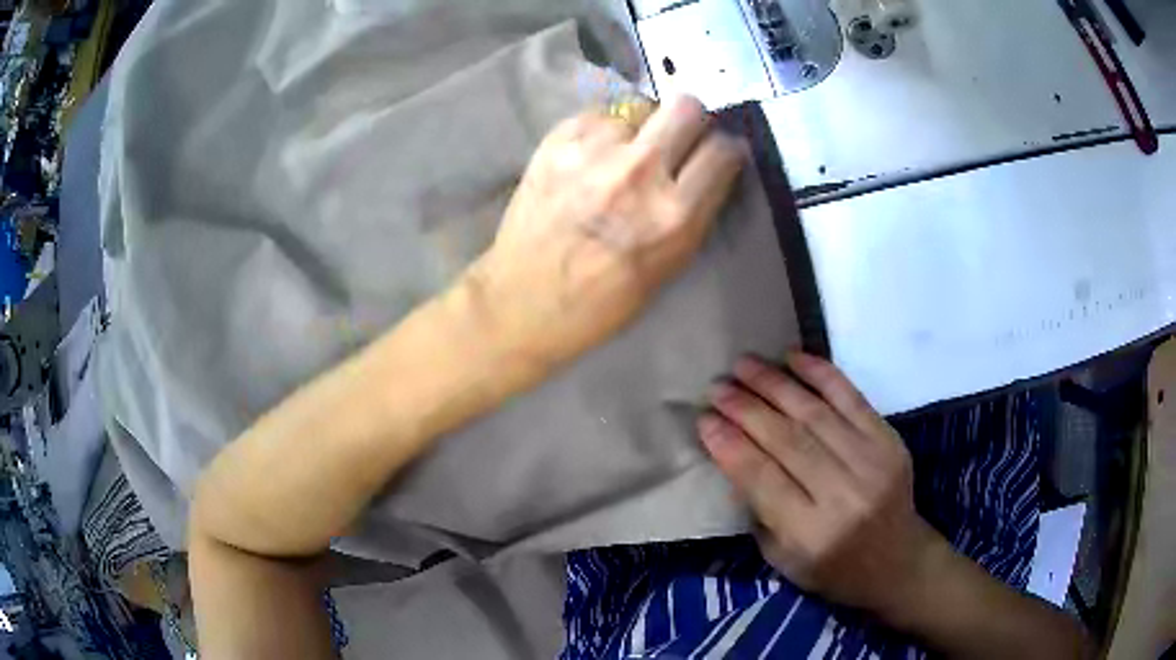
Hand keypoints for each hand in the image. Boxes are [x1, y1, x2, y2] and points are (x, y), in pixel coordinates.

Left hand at [464, 96, 744, 372]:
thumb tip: (708, 169)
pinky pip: (598, 114)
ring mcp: (594, 151)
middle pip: (686, 106)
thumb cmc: (600, 302)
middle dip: (690, 120)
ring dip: (640, 127)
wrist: (521, 300)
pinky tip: (590, 157)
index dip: (725, 150)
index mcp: (673, 215)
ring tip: (622, 155)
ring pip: (639, 105)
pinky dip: (602, 130)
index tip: (715, 155)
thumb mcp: (668, 268)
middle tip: (677, 139)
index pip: (723, 151)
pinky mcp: (557, 140)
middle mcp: (639, 171)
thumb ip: (693, 213)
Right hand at [698, 353, 945, 620]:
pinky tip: (793, 357)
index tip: (704, 419)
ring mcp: (871, 462)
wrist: (896, 560)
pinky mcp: (889, 440)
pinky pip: (851, 398)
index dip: (730, 445)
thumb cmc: (832, 568)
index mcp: (811, 533)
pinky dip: (821, 374)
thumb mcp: (783, 559)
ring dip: (775, 384)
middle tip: (718, 387)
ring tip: (745, 364)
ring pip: (815, 413)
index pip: (762, 478)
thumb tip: (735, 453)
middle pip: (787, 440)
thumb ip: (759, 510)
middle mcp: (843, 494)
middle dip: (746, 408)